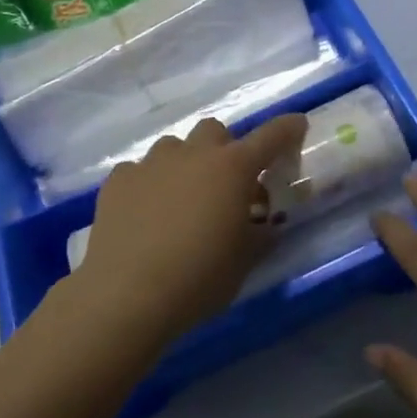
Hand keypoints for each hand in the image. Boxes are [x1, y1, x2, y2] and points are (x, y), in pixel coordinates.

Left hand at [73, 114, 307, 344]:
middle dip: (224, 149)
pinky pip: (139, 170)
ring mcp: (152, 162)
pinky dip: (148, 184)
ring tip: (180, 200)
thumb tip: (266, 224)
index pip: (270, 137)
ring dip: (184, 164)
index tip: (297, 124)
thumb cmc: (199, 277)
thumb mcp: (244, 261)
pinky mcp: (119, 179)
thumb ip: (260, 234)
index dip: (287, 129)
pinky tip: (143, 214)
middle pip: (215, 131)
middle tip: (225, 184)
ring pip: (174, 147)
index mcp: (232, 169)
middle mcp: (193, 154)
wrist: (127, 293)